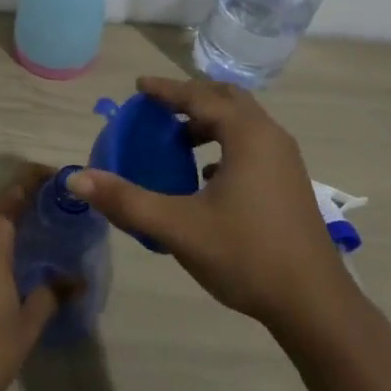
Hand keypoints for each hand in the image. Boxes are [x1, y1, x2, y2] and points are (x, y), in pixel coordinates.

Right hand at [69, 77, 349, 334]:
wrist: (314, 304)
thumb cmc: (246, 256)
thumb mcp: (179, 227)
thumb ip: (127, 200)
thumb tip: (76, 179)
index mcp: (247, 135)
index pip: (199, 97)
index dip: (166, 90)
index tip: (138, 86)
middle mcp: (270, 137)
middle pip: (226, 99)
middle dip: (191, 98)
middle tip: (158, 106)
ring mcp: (285, 160)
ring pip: (243, 122)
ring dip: (209, 121)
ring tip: (177, 138)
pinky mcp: (289, 183)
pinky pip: (252, 145)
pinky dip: (225, 143)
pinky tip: (206, 174)